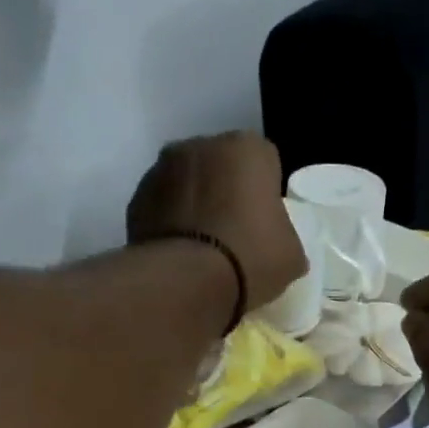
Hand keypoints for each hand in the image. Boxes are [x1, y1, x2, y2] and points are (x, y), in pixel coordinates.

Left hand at [127, 132, 306, 313]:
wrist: (187, 282)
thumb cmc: (251, 259)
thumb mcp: (291, 256)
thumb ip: (287, 238)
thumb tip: (281, 245)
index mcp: (247, 149)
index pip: (265, 161)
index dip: (266, 191)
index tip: (266, 221)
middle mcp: (202, 145)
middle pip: (221, 165)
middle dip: (227, 190)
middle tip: (235, 232)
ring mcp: (162, 168)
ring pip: (188, 182)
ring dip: (195, 203)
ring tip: (203, 245)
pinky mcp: (137, 197)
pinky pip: (162, 205)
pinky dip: (170, 221)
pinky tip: (180, 252)